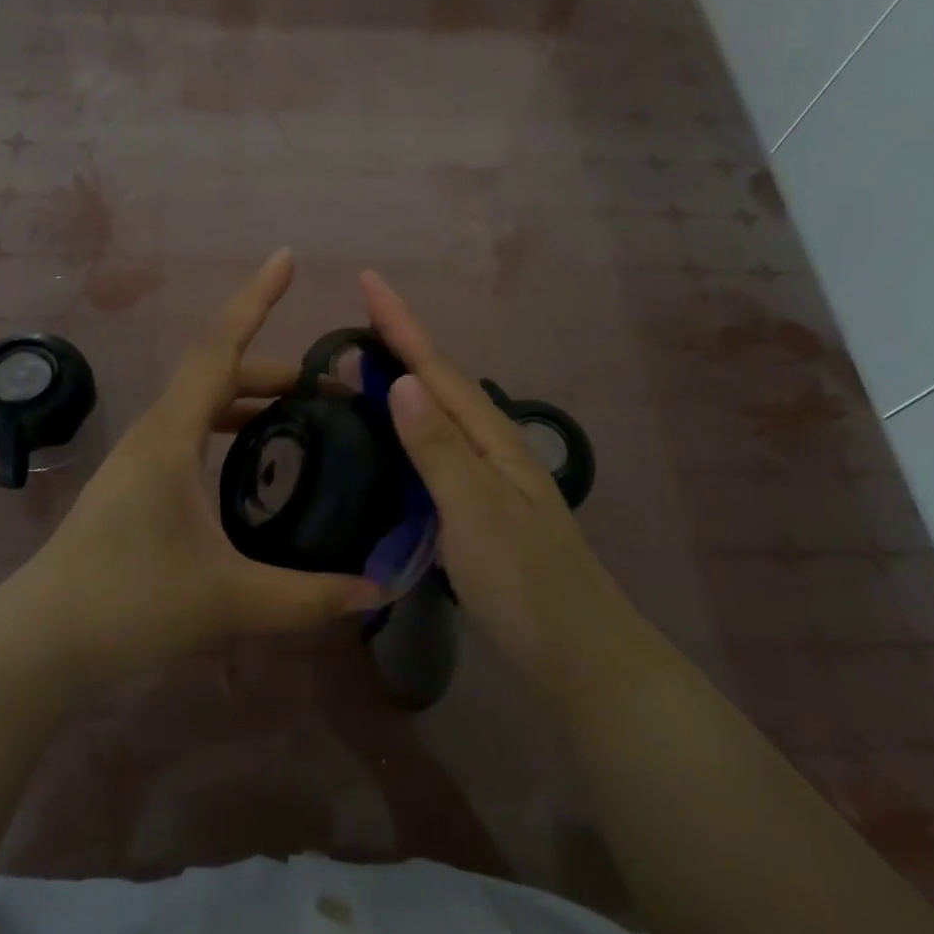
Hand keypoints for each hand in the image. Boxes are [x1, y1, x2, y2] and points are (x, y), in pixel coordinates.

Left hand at [13, 251, 383, 692]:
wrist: (42, 640)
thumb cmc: (129, 603)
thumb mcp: (230, 600)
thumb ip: (310, 597)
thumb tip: (380, 589)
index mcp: (172, 435)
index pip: (220, 347)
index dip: (255, 299)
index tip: (285, 257)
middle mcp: (154, 432)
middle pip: (219, 374)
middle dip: (276, 371)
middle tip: (333, 391)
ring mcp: (140, 457)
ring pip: (203, 405)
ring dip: (252, 401)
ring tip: (303, 420)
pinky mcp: (135, 483)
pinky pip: (190, 433)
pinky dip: (228, 429)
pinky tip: (253, 464)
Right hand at [360, 271, 644, 705]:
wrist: (579, 654)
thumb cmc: (525, 583)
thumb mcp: (476, 512)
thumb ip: (438, 448)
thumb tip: (400, 382)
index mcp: (492, 439)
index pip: (437, 369)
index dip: (401, 324)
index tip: (369, 280)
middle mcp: (492, 448)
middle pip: (440, 384)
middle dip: (400, 345)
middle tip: (354, 321)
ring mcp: (490, 479)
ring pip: (439, 416)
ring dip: (403, 384)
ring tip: (362, 369)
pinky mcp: (481, 508)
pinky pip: (437, 451)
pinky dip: (409, 431)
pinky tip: (392, 440)